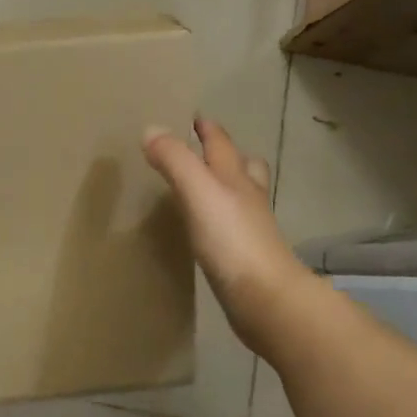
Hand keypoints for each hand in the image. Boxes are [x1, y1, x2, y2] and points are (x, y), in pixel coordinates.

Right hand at [143, 117, 310, 359]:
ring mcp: (250, 228)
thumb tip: (150, 129)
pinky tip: (206, 228)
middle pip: (242, 166)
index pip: (221, 143)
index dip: (207, 128)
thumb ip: (174, 160)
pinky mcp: (245, 257)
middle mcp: (247, 197)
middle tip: (202, 149)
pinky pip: (231, 227)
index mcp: (236, 176)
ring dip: (225, 185)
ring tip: (202, 186)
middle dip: (225, 154)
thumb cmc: (231, 239)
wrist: (266, 299)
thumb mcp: (197, 191)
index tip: (192, 117)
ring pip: (240, 196)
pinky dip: (220, 219)